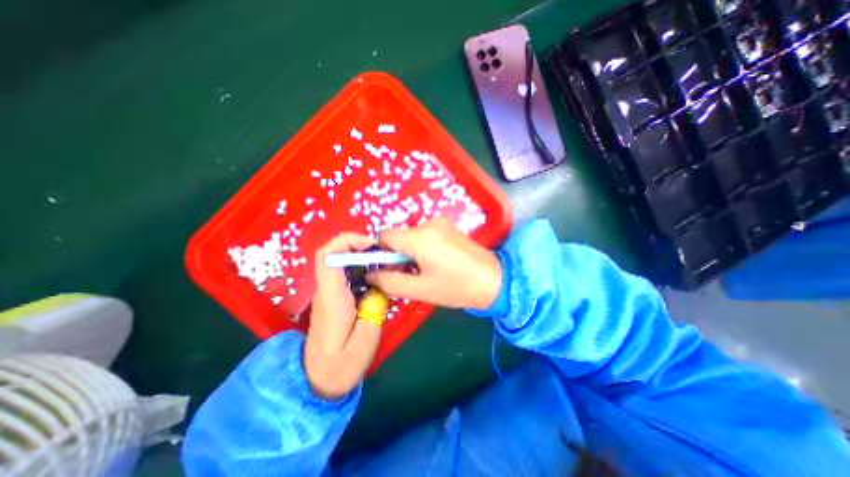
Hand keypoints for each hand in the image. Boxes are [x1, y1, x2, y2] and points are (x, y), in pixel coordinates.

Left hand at [306, 233, 381, 399]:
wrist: (318, 381)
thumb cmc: (340, 366)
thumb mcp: (364, 342)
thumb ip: (374, 311)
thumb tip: (380, 286)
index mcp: (332, 298)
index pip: (327, 257)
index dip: (346, 241)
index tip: (370, 244)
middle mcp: (327, 290)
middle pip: (335, 254)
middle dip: (361, 246)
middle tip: (386, 254)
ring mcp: (330, 293)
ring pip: (343, 262)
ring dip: (364, 257)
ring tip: (387, 263)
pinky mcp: (337, 298)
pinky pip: (349, 274)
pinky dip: (365, 269)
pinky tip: (380, 278)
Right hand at [367, 218, 498, 308]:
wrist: (494, 280)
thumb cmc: (456, 287)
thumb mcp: (420, 290)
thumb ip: (390, 282)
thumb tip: (371, 274)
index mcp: (419, 237)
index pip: (384, 236)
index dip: (381, 252)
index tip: (390, 268)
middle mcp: (428, 223)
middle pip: (399, 235)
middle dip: (398, 253)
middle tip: (411, 273)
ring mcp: (440, 222)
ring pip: (412, 235)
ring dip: (411, 250)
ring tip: (427, 268)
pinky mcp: (448, 225)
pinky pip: (425, 233)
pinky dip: (423, 246)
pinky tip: (437, 260)